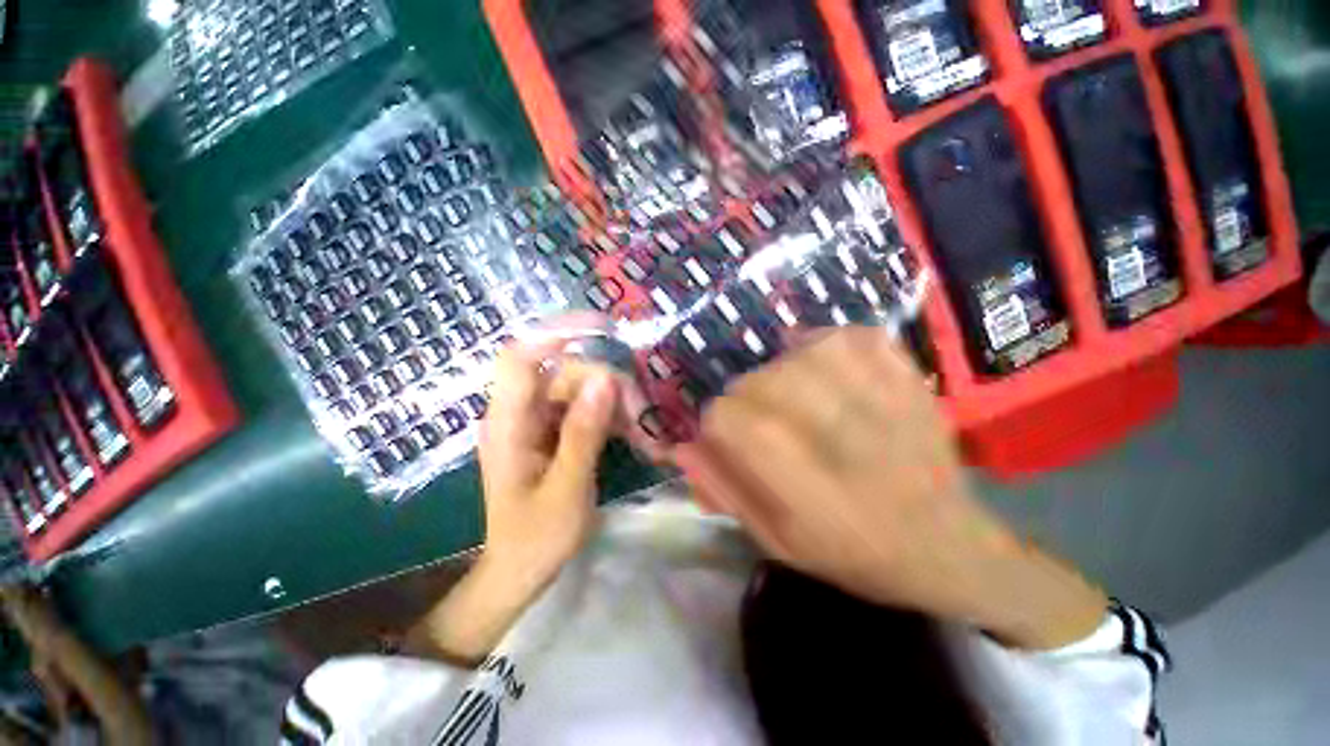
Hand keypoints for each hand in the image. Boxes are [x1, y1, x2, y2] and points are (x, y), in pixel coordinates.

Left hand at [408, 340, 617, 663]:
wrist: (521, 572)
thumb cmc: (535, 539)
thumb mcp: (566, 489)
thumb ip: (583, 433)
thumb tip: (605, 380)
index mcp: (508, 424)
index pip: (520, 357)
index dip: (556, 333)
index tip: (603, 328)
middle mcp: (521, 413)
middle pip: (566, 373)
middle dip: (609, 387)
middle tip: (644, 414)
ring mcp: (540, 422)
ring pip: (583, 390)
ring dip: (618, 405)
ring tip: (647, 435)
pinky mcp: (557, 432)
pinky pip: (588, 409)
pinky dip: (614, 418)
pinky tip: (637, 436)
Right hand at [683, 328, 1105, 648]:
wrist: (948, 546)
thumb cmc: (855, 553)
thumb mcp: (777, 541)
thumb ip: (725, 489)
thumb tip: (682, 445)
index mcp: (808, 492)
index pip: (731, 420)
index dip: (717, 423)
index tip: (728, 436)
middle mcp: (844, 440)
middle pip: (760, 381)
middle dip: (746, 399)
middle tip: (764, 420)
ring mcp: (883, 401)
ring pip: (799, 353)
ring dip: (781, 370)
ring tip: (792, 394)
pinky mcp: (908, 379)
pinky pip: (851, 336)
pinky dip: (828, 343)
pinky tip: (825, 367)